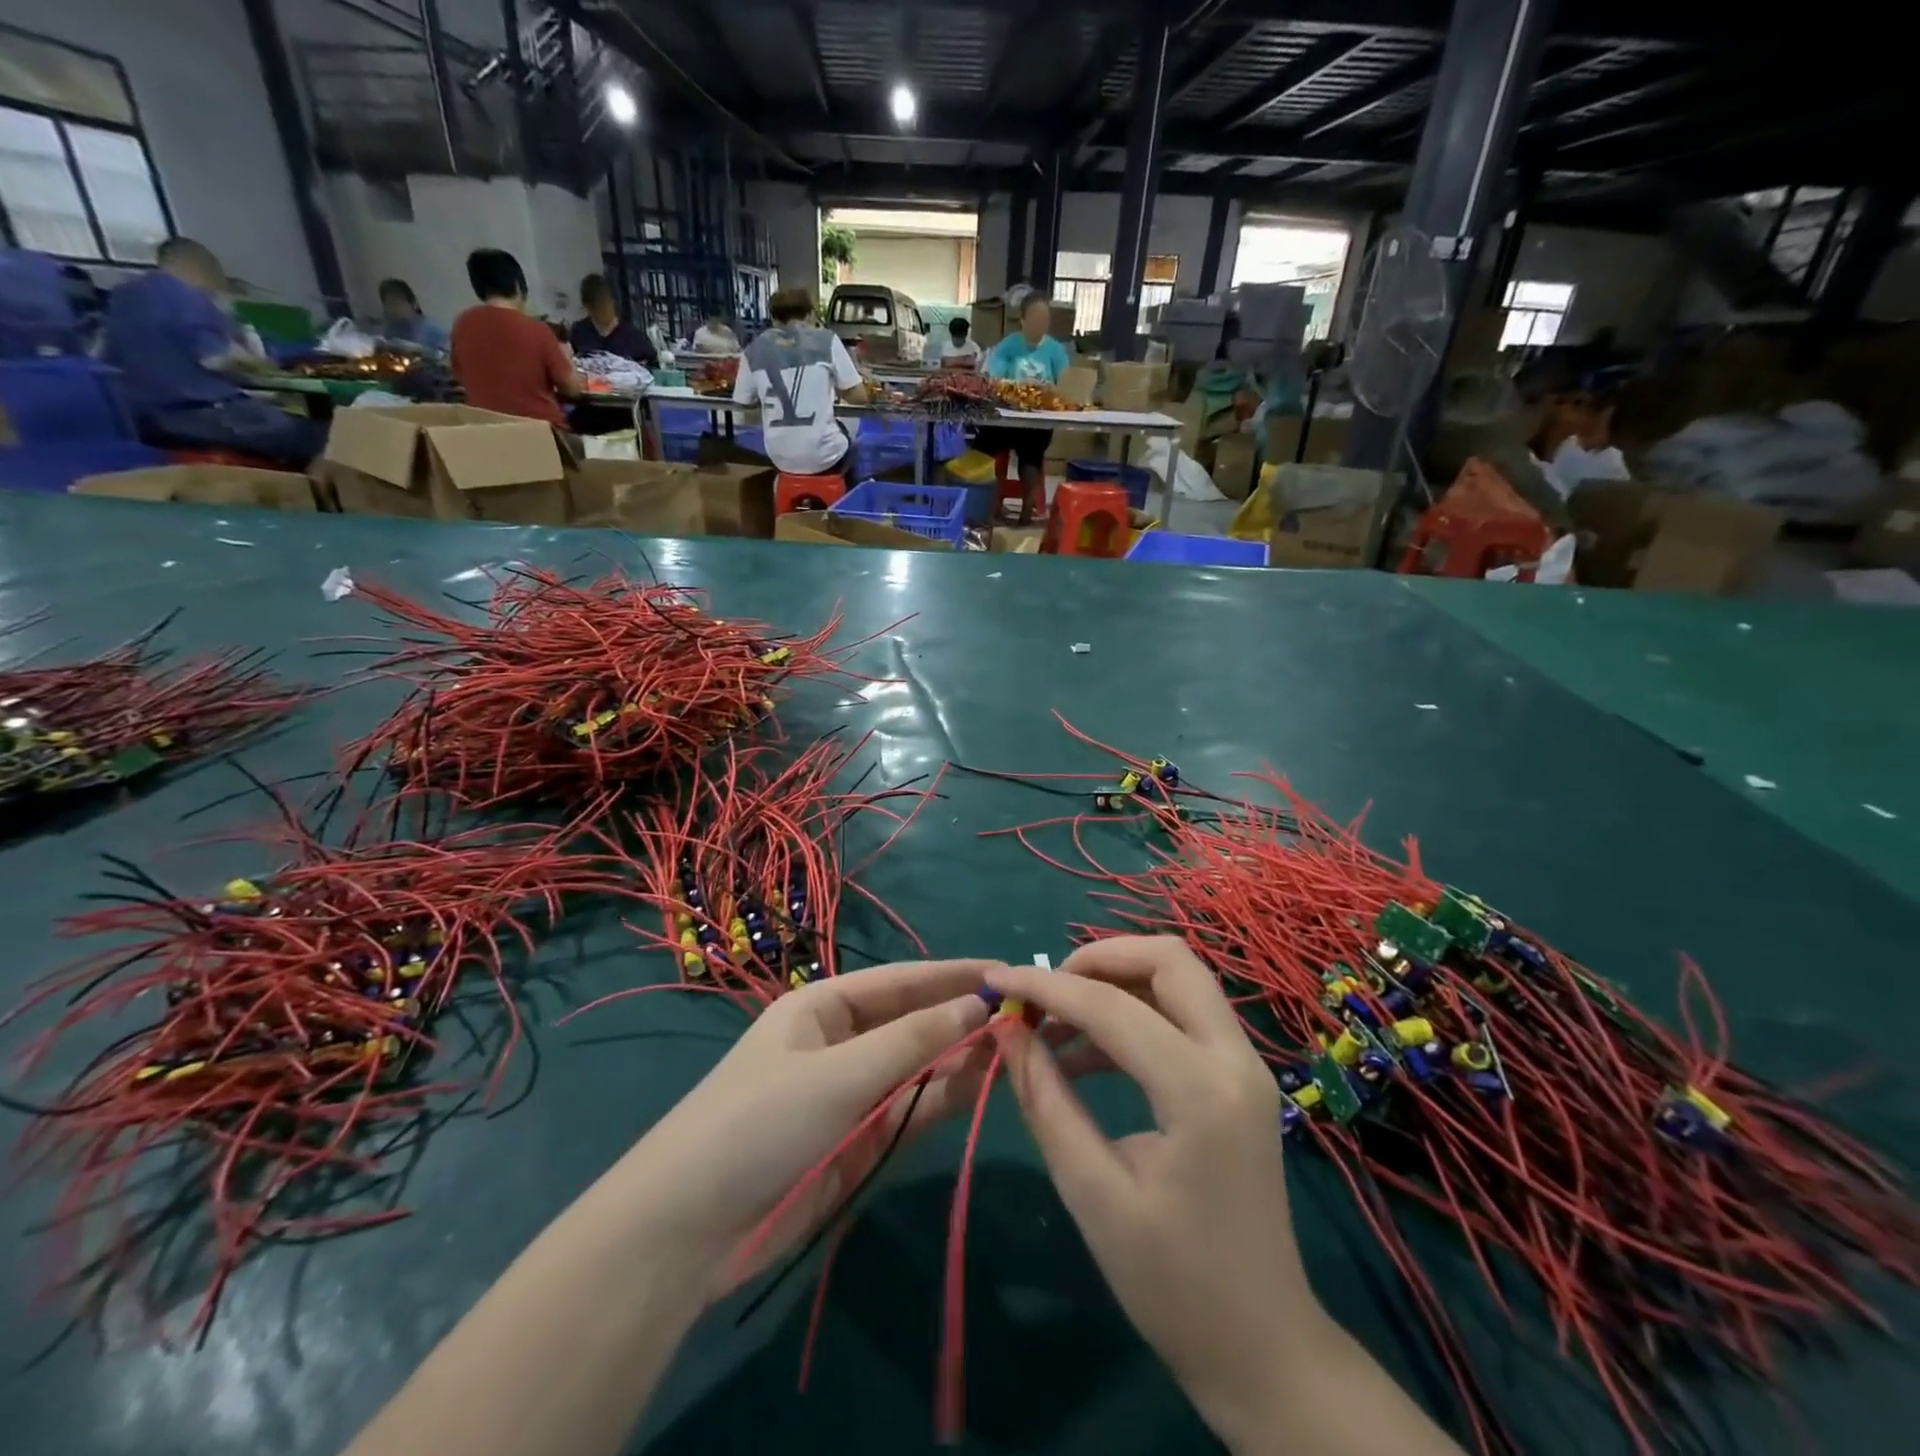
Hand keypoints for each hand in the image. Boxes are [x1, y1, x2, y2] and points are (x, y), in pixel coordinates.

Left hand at [614, 959, 1000, 1301]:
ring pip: (918, 1066)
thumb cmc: (760, 1121)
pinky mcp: (860, 1140)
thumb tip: (977, 1006)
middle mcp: (842, 1042)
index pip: (900, 981)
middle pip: (913, 1022)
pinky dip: (944, 1096)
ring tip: (1015, 1045)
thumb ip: (912, 1042)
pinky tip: (981, 1083)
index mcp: (824, 1006)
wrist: (690, 1229)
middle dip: (961, 1017)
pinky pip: (911, 1108)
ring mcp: (853, 1093)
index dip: (951, 976)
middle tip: (1022, 1014)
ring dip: (960, 1056)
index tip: (1003, 973)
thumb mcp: (839, 1073)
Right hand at [984, 938, 1313, 1448]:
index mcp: (1200, 1091)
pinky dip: (1133, 1013)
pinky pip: (1182, 1014)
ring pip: (1178, 979)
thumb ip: (1045, 1098)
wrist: (1263, 1349)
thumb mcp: (1092, 1191)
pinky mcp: (1238, 1078)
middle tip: (1045, 993)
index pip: (1112, 1007)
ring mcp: (1244, 1064)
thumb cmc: (1172, 1284)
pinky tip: (1084, 1056)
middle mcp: (1234, 1059)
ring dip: (1114, 983)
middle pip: (1168, 959)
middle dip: (1097, 960)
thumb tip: (1007, 1028)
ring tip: (1055, 1024)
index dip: (1045, 987)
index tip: (996, 980)